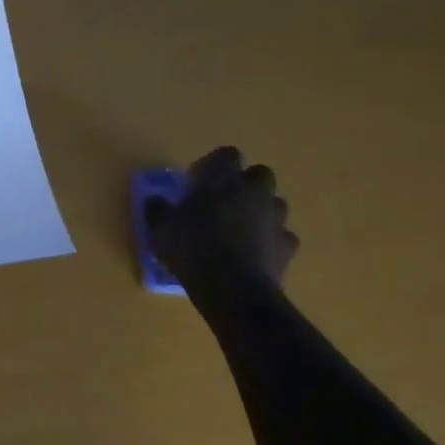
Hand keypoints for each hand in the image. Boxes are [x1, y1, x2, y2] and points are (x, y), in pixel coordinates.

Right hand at [146, 147, 298, 290]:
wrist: (233, 289)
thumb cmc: (192, 248)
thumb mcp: (159, 226)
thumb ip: (158, 208)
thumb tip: (156, 201)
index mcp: (223, 178)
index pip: (227, 154)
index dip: (214, 164)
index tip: (198, 181)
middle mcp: (254, 191)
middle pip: (259, 174)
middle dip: (245, 184)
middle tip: (223, 202)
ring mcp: (275, 218)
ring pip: (274, 204)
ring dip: (260, 211)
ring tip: (239, 229)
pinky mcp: (288, 246)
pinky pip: (282, 236)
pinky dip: (270, 240)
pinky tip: (254, 253)